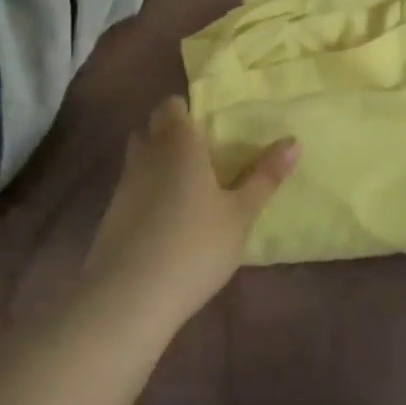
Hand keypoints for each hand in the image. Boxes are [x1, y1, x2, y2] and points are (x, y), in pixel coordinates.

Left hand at [83, 96, 298, 329]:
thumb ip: (265, 177)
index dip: (187, 111)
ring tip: (189, 189)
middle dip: (171, 135)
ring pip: (139, 161)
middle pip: (151, 130)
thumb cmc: (195, 245)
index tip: (210, 128)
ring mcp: (123, 187)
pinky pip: (132, 191)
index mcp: (178, 143)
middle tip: (203, 155)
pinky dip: (147, 196)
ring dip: (158, 166)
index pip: (171, 106)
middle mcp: (146, 156)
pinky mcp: (110, 218)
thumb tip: (295, 141)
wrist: (129, 298)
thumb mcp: (241, 214)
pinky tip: (168, 222)